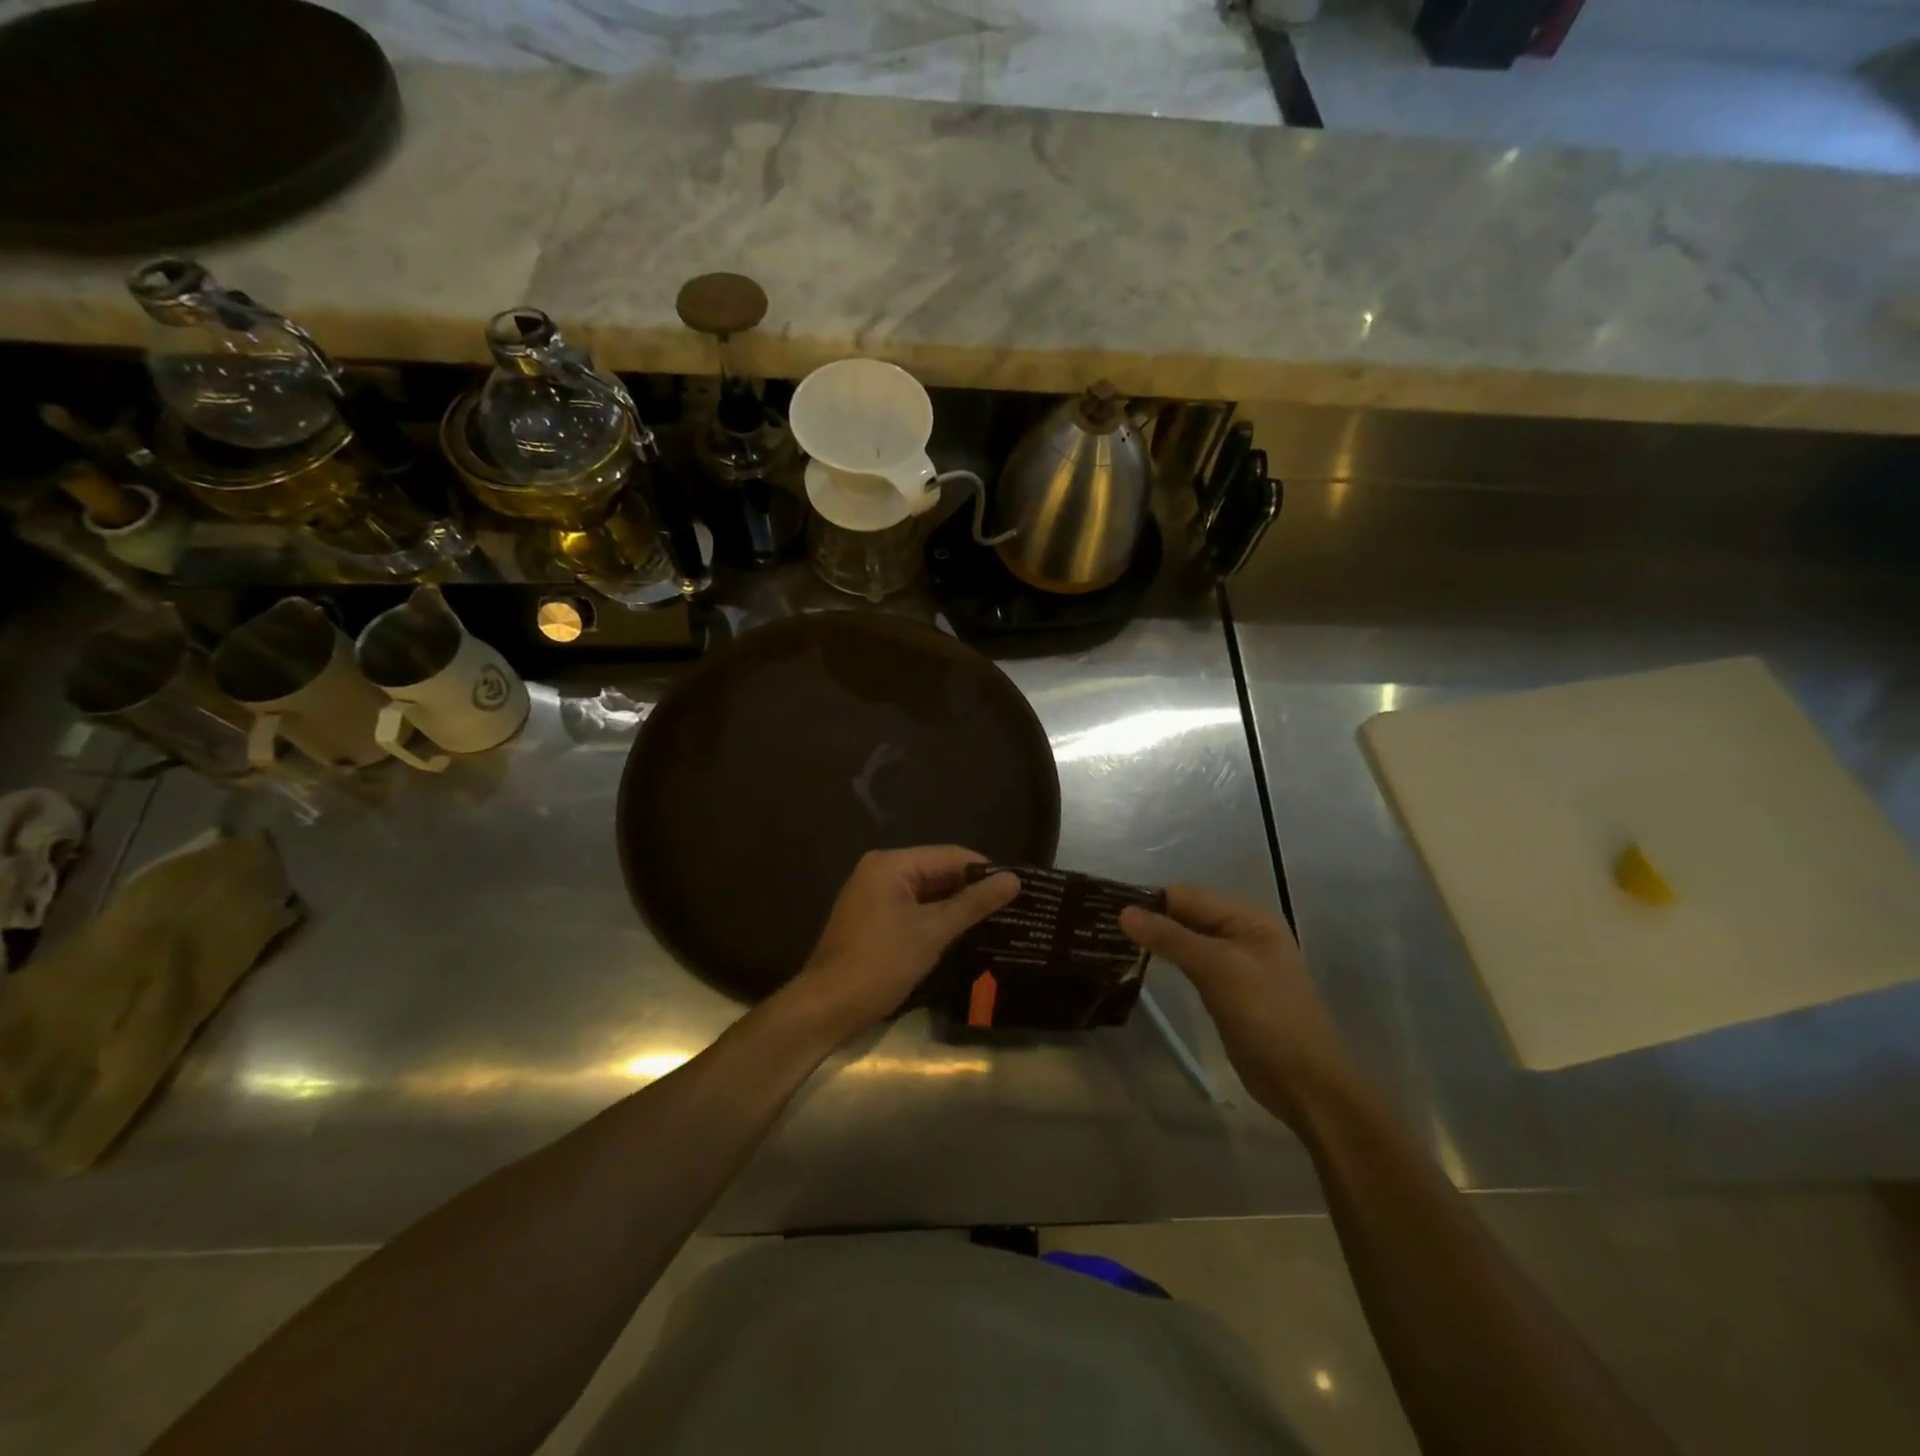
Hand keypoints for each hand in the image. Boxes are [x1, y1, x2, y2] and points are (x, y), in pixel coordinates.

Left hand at [786, 847, 1019, 1042]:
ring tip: (997, 921)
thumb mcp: (932, 932)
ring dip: (956, 907)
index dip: (985, 870)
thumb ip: (973, 903)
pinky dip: (936, 920)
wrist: (827, 1008)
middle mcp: (880, 871)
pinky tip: (964, 935)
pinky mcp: (873, 919)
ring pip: (927, 893)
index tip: (1019, 889)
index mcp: (891, 864)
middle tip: (1013, 908)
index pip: (950, 856)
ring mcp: (873, 895)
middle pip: (938, 871)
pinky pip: (913, 909)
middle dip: (972, 890)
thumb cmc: (880, 963)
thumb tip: (1014, 879)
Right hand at [1120, 885, 1352, 1127]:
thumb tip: (1123, 912)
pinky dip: (1169, 962)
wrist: (1305, 1084)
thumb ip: (1171, 937)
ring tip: (1115, 943)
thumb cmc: (1266, 1017)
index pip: (1188, 895)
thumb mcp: (1218, 970)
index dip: (1150, 901)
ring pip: (1188, 940)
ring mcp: (1237, 964)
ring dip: (1158, 940)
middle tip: (1105, 927)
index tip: (1108, 910)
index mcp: (1249, 918)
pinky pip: (1193, 965)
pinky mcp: (1229, 991)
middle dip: (1151, 919)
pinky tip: (1143, 966)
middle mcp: (1244, 933)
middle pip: (1188, 914)